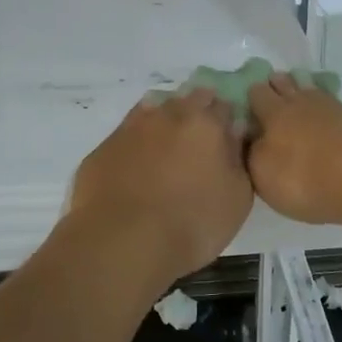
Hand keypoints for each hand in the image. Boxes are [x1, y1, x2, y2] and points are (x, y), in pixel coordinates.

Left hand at [67, 89, 252, 286]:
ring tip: (168, 151)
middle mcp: (168, 115)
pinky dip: (136, 143)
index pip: (224, 106)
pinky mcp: (104, 147)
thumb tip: (234, 133)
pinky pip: (126, 135)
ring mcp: (132, 128)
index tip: (228, 137)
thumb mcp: (237, 199)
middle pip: (188, 100)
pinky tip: (137, 165)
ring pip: (154, 110)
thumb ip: (238, 159)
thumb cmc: (192, 224)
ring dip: (164, 122)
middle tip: (200, 143)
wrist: (122, 242)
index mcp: (206, 124)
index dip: (227, 120)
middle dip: (197, 114)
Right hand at [247, 72, 341, 225]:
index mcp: (273, 112)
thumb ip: (251, 153)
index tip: (244, 104)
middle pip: (284, 84)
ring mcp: (330, 108)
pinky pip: (331, 106)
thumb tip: (248, 138)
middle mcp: (300, 102)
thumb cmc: (304, 178)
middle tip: (269, 98)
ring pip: (309, 90)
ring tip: (296, 103)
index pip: (256, 93)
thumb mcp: (263, 174)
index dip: (249, 96)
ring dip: (300, 92)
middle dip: (275, 87)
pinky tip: (323, 118)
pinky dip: (324, 109)